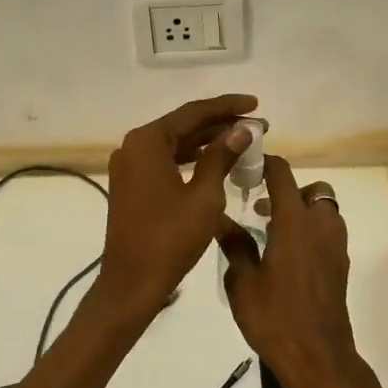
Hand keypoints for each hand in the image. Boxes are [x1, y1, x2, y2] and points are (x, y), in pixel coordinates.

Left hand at [93, 93, 259, 320]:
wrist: (132, 283)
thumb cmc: (170, 238)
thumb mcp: (204, 196)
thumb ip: (221, 157)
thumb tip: (241, 131)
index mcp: (147, 142)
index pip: (193, 113)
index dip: (227, 107)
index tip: (256, 104)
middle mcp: (134, 146)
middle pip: (183, 125)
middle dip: (220, 124)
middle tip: (257, 126)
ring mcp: (130, 166)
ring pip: (175, 144)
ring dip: (207, 142)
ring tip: (243, 141)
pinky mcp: (132, 185)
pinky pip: (166, 161)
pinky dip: (191, 159)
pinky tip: (217, 161)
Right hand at [218, 156, 369, 387]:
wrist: (318, 359)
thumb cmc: (275, 318)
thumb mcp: (242, 282)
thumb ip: (234, 245)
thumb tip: (219, 218)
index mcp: (295, 222)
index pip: (283, 174)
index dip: (267, 163)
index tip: (248, 164)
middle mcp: (320, 226)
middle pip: (313, 190)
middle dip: (290, 192)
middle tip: (263, 209)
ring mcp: (335, 247)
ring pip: (324, 212)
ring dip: (302, 212)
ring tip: (272, 233)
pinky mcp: (339, 266)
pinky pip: (327, 234)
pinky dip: (310, 233)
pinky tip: (286, 257)